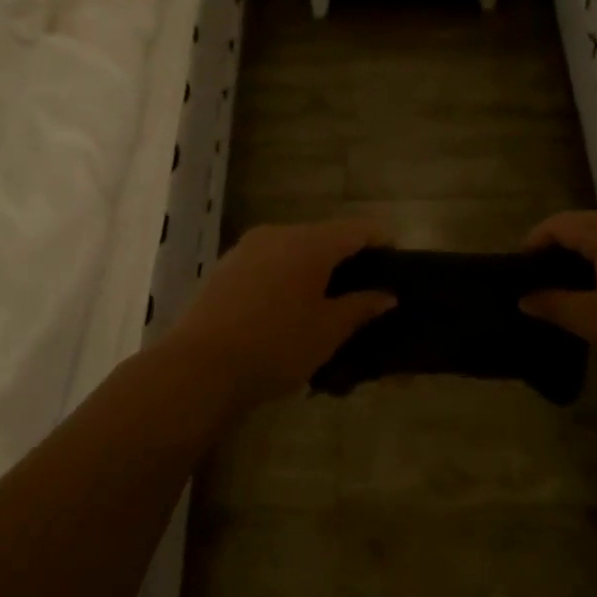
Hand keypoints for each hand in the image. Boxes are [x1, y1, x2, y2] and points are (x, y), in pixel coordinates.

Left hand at [165, 219, 396, 410]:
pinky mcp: (225, 267)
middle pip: (324, 236)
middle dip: (346, 259)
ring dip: (313, 268)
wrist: (200, 366)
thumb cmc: (276, 346)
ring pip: (293, 249)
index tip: (396, 266)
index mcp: (310, 243)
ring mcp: (246, 248)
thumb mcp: (328, 331)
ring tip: (325, 304)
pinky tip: (286, 308)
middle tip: (363, 293)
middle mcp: (278, 234)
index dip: (381, 242)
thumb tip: (387, 295)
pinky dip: (286, 276)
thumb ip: (361, 307)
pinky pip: (268, 262)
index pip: (357, 229)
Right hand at [520, 211, 596, 401]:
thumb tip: (525, 296)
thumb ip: (555, 304)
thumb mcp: (596, 322)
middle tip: (543, 289)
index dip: (534, 244)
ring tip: (575, 297)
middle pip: (589, 228)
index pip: (561, 224)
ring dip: (591, 262)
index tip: (518, 273)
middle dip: (561, 254)